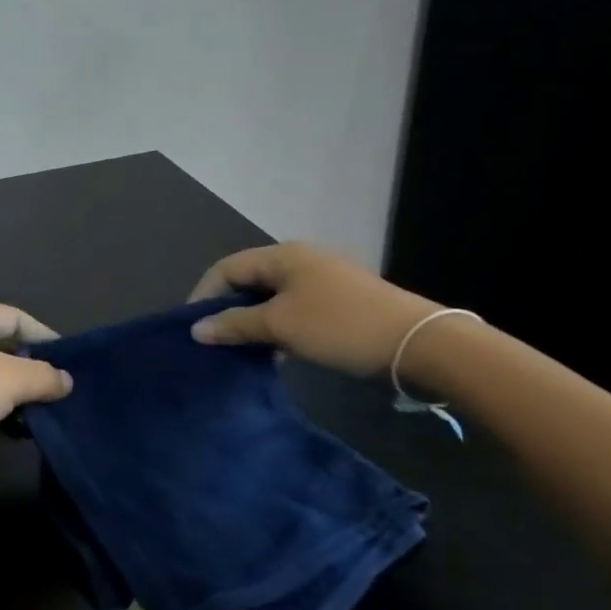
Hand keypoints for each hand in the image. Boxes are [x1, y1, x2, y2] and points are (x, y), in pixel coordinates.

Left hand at [0, 303, 72, 484]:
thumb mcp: (10, 381)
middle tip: (54, 391)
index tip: (68, 362)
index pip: (15, 317)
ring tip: (35, 415)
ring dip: (9, 393)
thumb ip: (44, 377)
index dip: (44, 336)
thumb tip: (65, 380)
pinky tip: (5, 430)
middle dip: (28, 368)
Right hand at [187, 242, 439, 377]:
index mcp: (284, 256)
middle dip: (227, 310)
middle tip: (214, 342)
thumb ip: (235, 324)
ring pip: (271, 299)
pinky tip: (274, 353)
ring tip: (239, 351)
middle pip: (249, 281)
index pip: (227, 268)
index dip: (204, 295)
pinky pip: (293, 311)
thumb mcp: (281, 326)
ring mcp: (322, 282)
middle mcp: (300, 261)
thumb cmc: (340, 327)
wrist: (418, 344)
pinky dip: (277, 329)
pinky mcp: (338, 304)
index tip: (192, 328)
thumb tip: (196, 329)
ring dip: (252, 323)